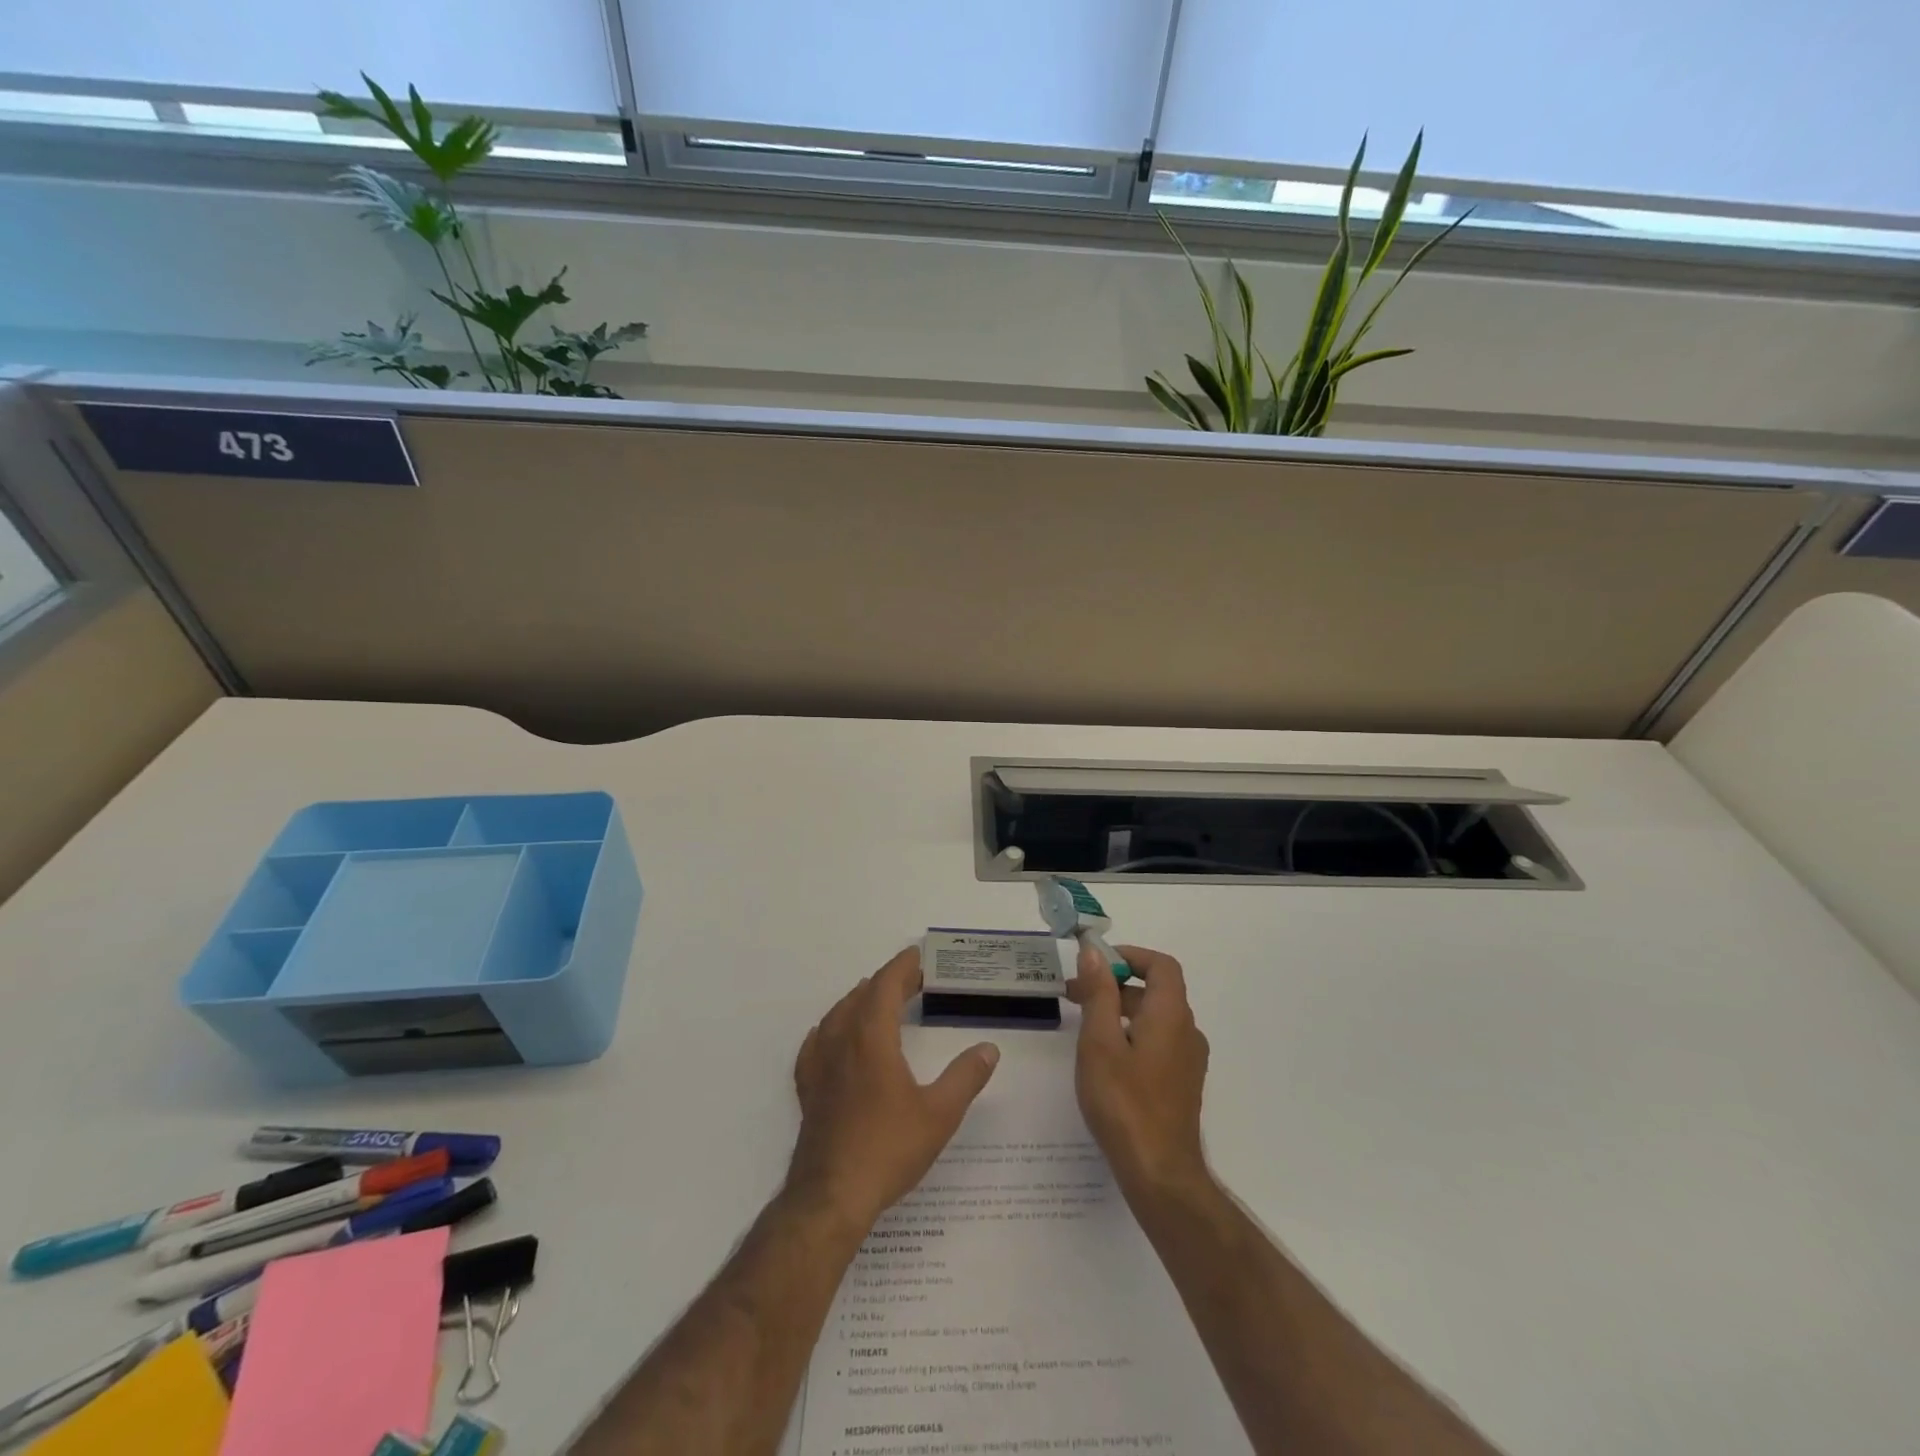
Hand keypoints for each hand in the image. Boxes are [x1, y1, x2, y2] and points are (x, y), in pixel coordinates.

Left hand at [786, 947, 1000, 1233]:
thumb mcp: (939, 1113)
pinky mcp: (808, 1089)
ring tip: (877, 1000)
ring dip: (860, 1000)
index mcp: (871, 1037)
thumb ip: (965, 1077)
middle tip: (912, 980)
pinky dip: (831, 1029)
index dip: (902, 966)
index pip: (886, 985)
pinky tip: (831, 1036)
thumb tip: (988, 1048)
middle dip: (887, 982)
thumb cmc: (888, 1148)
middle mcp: (841, 1041)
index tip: (918, 956)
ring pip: (837, 1015)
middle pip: (862, 996)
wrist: (831, 1197)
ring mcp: (819, 1065)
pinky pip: (816, 1043)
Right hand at [1067, 942, 1211, 1202]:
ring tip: (1083, 1026)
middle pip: (1156, 991)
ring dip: (1121, 1010)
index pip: (1162, 965)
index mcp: (1170, 1015)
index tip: (1095, 964)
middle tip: (1075, 995)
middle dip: (1115, 984)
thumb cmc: (1125, 1103)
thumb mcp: (1100, 1042)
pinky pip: (1158, 1041)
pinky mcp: (1181, 1084)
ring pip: (1155, 1018)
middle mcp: (1187, 1031)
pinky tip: (1106, 1058)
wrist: (1160, 1174)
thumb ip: (1098, 993)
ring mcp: (1187, 1061)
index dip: (1130, 956)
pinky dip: (1132, 1033)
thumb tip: (1094, 952)